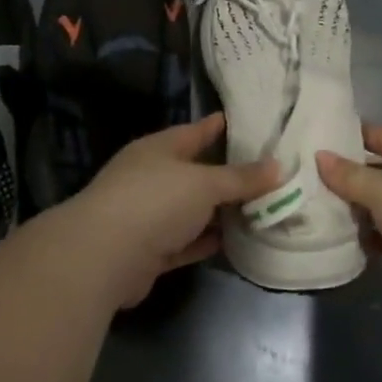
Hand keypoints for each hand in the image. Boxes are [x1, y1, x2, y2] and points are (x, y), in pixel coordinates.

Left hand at [71, 112, 279, 309]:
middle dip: (230, 175)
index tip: (254, 124)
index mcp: (160, 148)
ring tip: (261, 209)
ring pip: (192, 209)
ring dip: (221, 212)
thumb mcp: (204, 184)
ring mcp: (148, 214)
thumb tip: (278, 166)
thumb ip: (240, 178)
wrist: (103, 256)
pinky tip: (235, 242)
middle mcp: (152, 176)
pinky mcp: (149, 250)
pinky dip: (207, 241)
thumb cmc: (154, 201)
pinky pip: (186, 241)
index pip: (198, 131)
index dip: (223, 127)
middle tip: (270, 173)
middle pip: (197, 172)